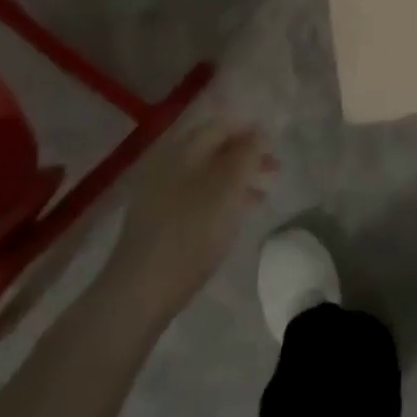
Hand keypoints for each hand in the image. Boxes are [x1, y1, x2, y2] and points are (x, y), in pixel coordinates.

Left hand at [94, 118, 273, 328]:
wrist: (140, 291)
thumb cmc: (191, 232)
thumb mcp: (228, 188)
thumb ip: (247, 154)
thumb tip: (260, 132)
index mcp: (183, 150)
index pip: (221, 125)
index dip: (250, 131)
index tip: (275, 148)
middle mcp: (168, 164)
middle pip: (212, 147)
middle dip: (244, 155)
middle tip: (273, 169)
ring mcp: (158, 192)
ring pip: (205, 173)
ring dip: (235, 177)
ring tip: (261, 195)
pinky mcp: (157, 219)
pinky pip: (194, 195)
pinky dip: (218, 197)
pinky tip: (233, 216)